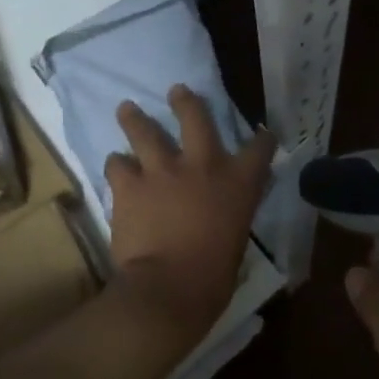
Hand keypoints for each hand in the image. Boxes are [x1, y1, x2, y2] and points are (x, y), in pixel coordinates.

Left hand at [105, 86, 276, 345]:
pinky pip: (117, 164)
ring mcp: (162, 171)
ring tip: (127, 109)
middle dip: (185, 102)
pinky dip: (117, 164)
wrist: (169, 288)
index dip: (262, 139)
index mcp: (238, 183)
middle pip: (195, 117)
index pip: (259, 149)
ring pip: (145, 131)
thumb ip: (228, 216)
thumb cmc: (213, 278)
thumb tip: (220, 215)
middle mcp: (202, 165)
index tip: (262, 134)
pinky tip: (115, 166)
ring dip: (135, 119)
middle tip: (177, 91)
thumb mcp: (236, 240)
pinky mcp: (129, 185)